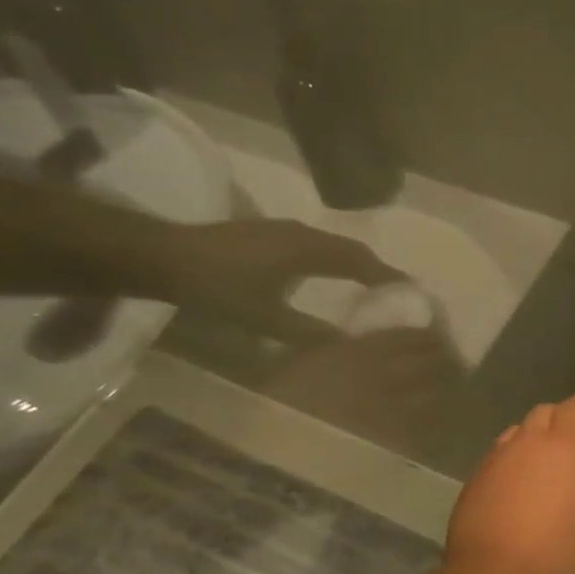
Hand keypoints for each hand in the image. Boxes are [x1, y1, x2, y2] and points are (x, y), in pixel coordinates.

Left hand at [156, 217, 403, 339]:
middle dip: (375, 268)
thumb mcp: (265, 316)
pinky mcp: (268, 234)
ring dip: (353, 262)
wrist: (164, 256)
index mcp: (308, 250)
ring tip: (369, 284)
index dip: (386, 276)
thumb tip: (344, 343)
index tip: (410, 291)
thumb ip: (308, 331)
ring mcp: (283, 230)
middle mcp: (302, 233)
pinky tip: (328, 275)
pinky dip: (333, 260)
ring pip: (332, 245)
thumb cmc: (219, 286)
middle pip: (350, 249)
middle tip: (395, 290)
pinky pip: (316, 245)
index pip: (360, 261)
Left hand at [444, 393, 574, 573]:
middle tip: (572, 443)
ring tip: (542, 465)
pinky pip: (498, 456)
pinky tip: (516, 487)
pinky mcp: (475, 477)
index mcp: (564, 445)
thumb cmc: (558, 547)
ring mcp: (496, 457)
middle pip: (544, 412)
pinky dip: (512, 461)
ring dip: (533, 439)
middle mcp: (527, 441)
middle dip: (559, 419)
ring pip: (518, 432)